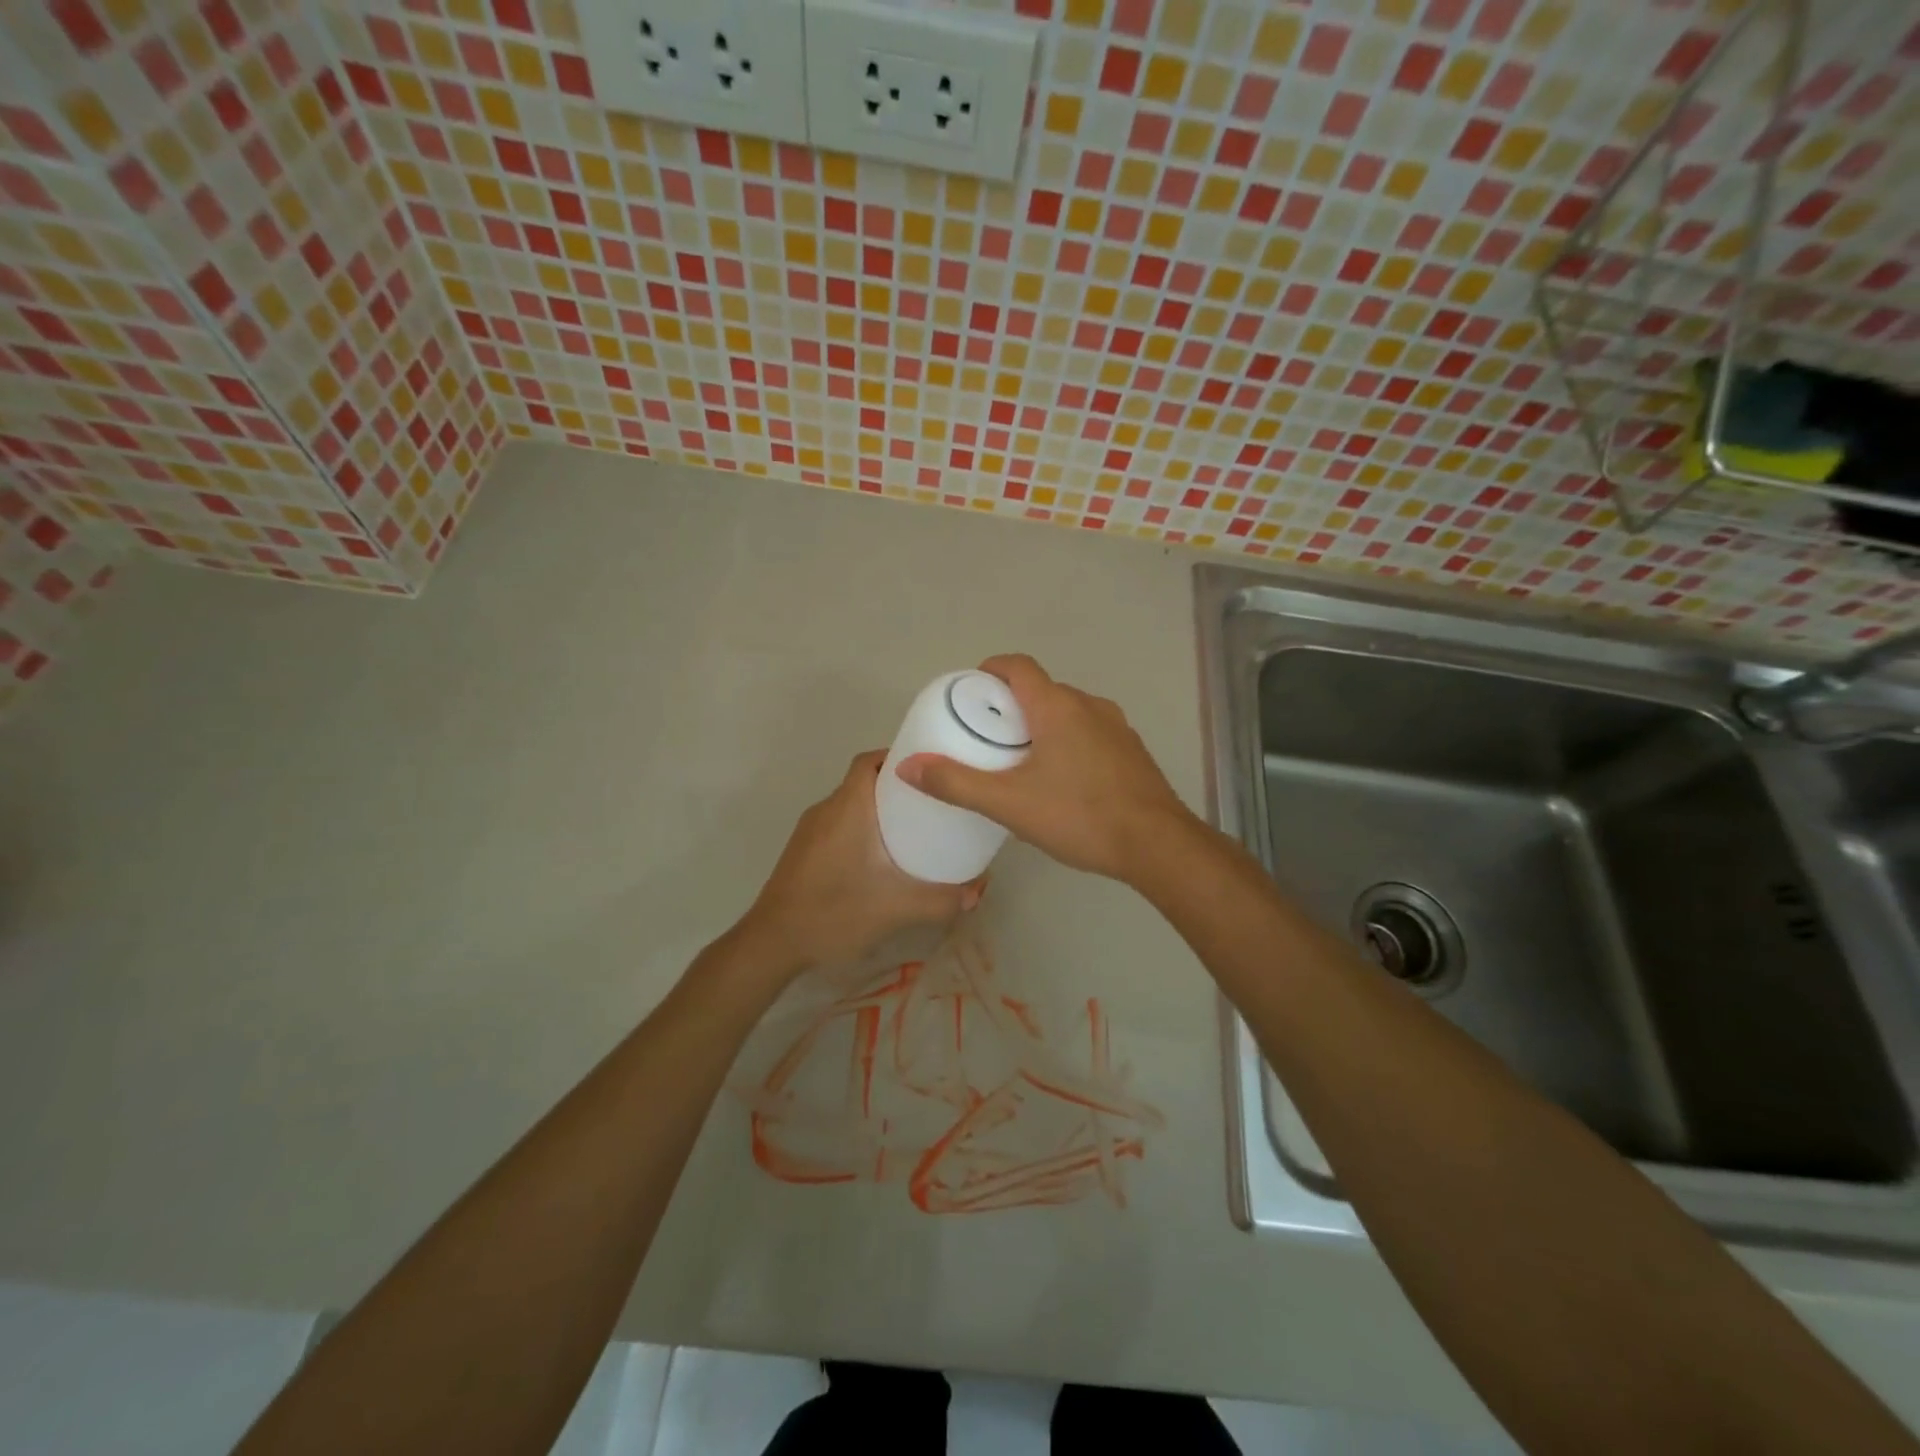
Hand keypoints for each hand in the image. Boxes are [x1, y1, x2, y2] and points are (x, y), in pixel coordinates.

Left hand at [742, 749, 983, 973]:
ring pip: (851, 804)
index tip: (931, 772)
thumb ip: (941, 900)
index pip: (870, 760)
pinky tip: (881, 858)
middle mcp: (826, 809)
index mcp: (848, 807)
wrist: (772, 943)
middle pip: (864, 780)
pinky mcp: (803, 850)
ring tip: (915, 830)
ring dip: (880, 809)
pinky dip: (863, 828)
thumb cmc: (834, 912)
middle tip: (934, 804)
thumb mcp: (896, 908)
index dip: (899, 757)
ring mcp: (810, 830)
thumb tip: (978, 892)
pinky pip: (840, 824)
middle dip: (898, 786)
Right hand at [896, 653, 1193, 883]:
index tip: (970, 692)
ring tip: (1020, 760)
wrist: (1157, 845)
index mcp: (1057, 706)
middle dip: (1011, 704)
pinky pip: (1090, 732)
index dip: (990, 670)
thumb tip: (908, 766)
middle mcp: (1089, 705)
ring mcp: (1117, 727)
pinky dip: (1068, 741)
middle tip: (987, 735)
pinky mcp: (1132, 751)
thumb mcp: (1009, 803)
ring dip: (1042, 724)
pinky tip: (1062, 780)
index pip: (1018, 665)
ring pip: (1069, 711)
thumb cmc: (1079, 815)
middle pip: (1042, 689)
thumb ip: (956, 783)